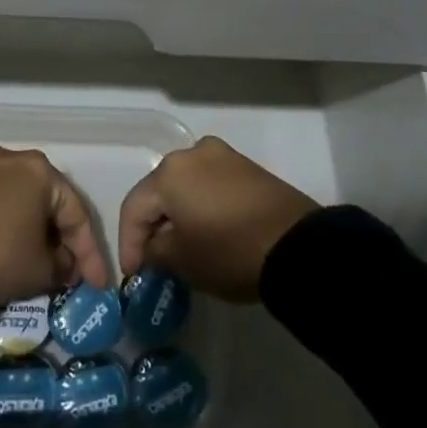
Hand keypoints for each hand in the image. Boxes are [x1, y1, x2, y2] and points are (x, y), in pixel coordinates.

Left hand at [0, 145, 109, 307]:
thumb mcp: (40, 271)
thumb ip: (63, 267)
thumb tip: (64, 264)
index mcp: (41, 170)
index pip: (77, 213)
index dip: (90, 254)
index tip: (97, 285)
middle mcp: (14, 158)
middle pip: (50, 202)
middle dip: (62, 239)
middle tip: (71, 272)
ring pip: (23, 201)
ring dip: (36, 232)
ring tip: (43, 263)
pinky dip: (11, 226)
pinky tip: (13, 249)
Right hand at [117, 137, 319, 302]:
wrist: (298, 246)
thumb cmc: (229, 252)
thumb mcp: (183, 261)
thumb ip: (155, 251)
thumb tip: (152, 248)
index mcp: (169, 172)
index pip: (134, 207)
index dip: (128, 243)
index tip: (133, 274)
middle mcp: (192, 153)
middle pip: (159, 191)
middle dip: (152, 225)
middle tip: (152, 259)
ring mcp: (222, 156)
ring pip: (185, 186)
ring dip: (177, 214)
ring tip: (179, 246)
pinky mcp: (246, 167)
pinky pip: (210, 185)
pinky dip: (201, 206)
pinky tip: (205, 231)